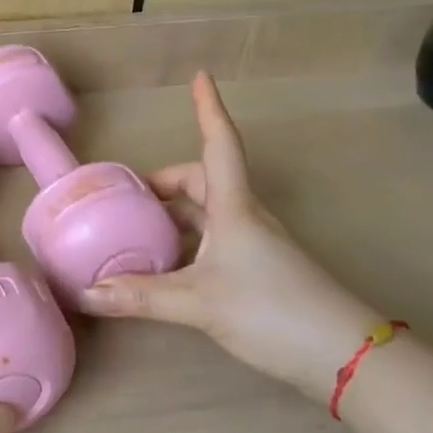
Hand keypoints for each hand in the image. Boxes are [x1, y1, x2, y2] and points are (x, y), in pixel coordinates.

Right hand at [81, 73, 378, 399]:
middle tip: (130, 195)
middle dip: (167, 181)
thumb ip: (141, 297)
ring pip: (208, 211)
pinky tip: (168, 266)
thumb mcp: (198, 303)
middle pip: (203, 178)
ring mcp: (255, 243)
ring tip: (139, 229)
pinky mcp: (261, 268)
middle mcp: (245, 215)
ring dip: (175, 213)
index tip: (201, 76)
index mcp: (233, 207)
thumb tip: (85, 293)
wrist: (347, 356)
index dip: (209, 109)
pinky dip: (187, 240)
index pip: (219, 144)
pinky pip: (214, 238)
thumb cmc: (272, 310)